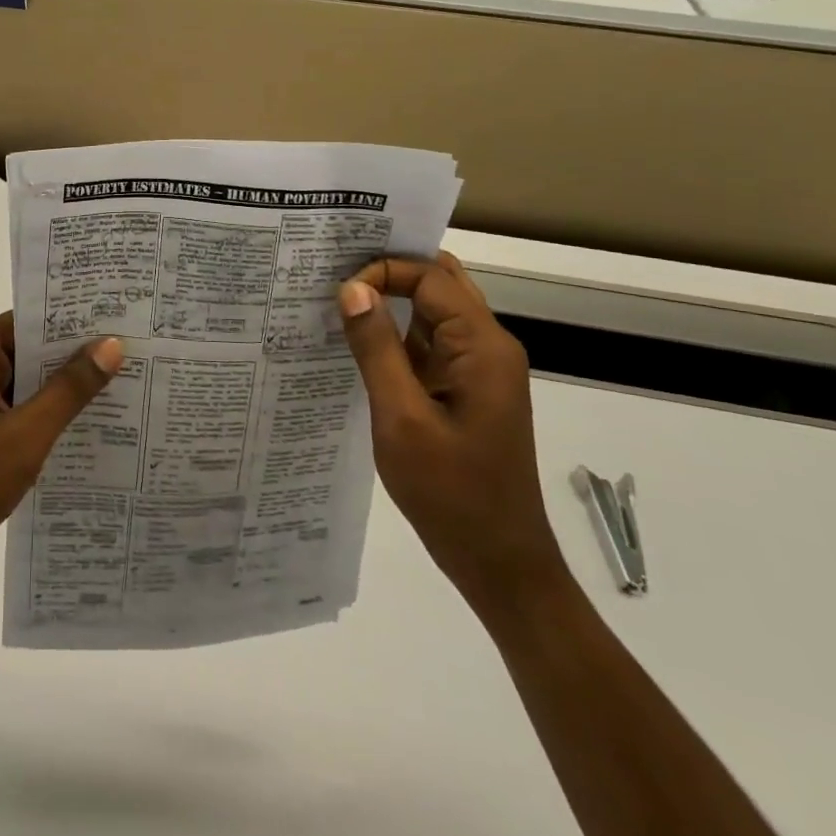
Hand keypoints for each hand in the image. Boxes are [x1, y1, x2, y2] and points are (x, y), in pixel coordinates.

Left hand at [0, 313, 122, 600]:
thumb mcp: (24, 437)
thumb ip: (69, 390)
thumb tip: (112, 345)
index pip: (31, 321)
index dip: (77, 321)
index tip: (125, 320)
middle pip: (31, 347)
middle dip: (77, 355)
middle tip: (138, 351)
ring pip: (28, 377)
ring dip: (66, 386)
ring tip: (128, 380)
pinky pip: (20, 403)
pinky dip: (49, 410)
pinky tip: (93, 418)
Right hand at [338, 253, 570, 620]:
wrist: (499, 563)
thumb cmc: (451, 492)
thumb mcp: (401, 417)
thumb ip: (376, 348)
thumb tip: (352, 287)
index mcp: (482, 346)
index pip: (430, 277)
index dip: (383, 272)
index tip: (337, 290)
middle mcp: (487, 347)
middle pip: (439, 283)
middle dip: (390, 271)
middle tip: (336, 273)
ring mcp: (479, 369)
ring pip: (434, 312)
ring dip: (392, 301)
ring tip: (338, 300)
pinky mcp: (466, 390)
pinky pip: (430, 344)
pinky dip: (397, 333)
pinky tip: (360, 342)